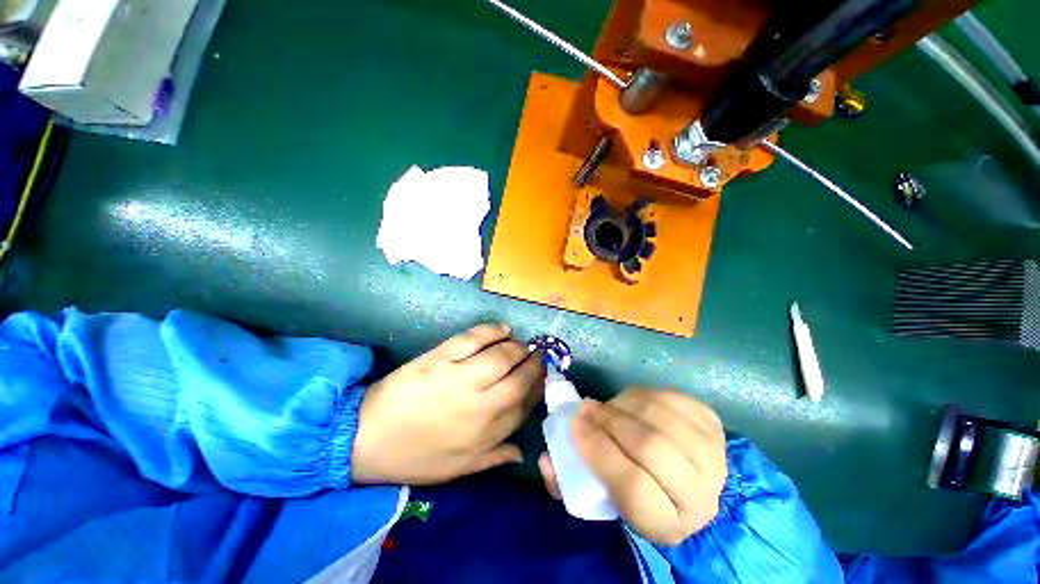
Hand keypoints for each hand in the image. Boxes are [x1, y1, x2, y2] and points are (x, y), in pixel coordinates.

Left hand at [352, 324, 544, 484]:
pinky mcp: (441, 358)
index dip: (538, 389)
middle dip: (534, 364)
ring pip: (501, 356)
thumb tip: (522, 452)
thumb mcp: (458, 468)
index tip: (544, 378)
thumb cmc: (415, 457)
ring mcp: (461, 377)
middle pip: (518, 378)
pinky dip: (493, 331)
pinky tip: (505, 329)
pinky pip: (474, 339)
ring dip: (518, 347)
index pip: (524, 406)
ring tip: (522, 344)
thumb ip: (494, 457)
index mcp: (486, 433)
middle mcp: (480, 404)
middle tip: (538, 356)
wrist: (368, 438)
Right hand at [538, 389, 726, 545]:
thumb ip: (568, 483)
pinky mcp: (712, 423)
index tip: (575, 426)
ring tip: (605, 406)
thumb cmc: (640, 490)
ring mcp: (712, 454)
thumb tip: (546, 460)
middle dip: (609, 422)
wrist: (691, 479)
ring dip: (623, 405)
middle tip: (586, 410)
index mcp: (669, 523)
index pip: (632, 486)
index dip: (598, 451)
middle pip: (649, 446)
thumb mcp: (603, 499)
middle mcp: (700, 494)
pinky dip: (641, 395)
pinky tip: (629, 402)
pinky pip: (669, 398)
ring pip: (659, 417)